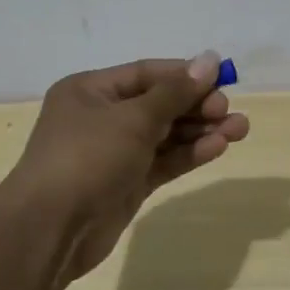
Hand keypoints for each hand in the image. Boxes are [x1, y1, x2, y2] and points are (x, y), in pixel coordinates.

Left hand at [6, 52, 249, 282]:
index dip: (186, 75)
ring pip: (166, 134)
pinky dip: (189, 154)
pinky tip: (218, 148)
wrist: (50, 231)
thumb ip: (176, 92)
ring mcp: (114, 152)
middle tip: (228, 110)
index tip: (223, 79)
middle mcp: (101, 117)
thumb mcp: (134, 118)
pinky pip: (163, 161)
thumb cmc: (87, 158)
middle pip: (159, 103)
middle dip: (197, 106)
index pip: (147, 73)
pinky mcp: (127, 183)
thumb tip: (210, 59)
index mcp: (91, 90)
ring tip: (240, 130)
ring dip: (200, 131)